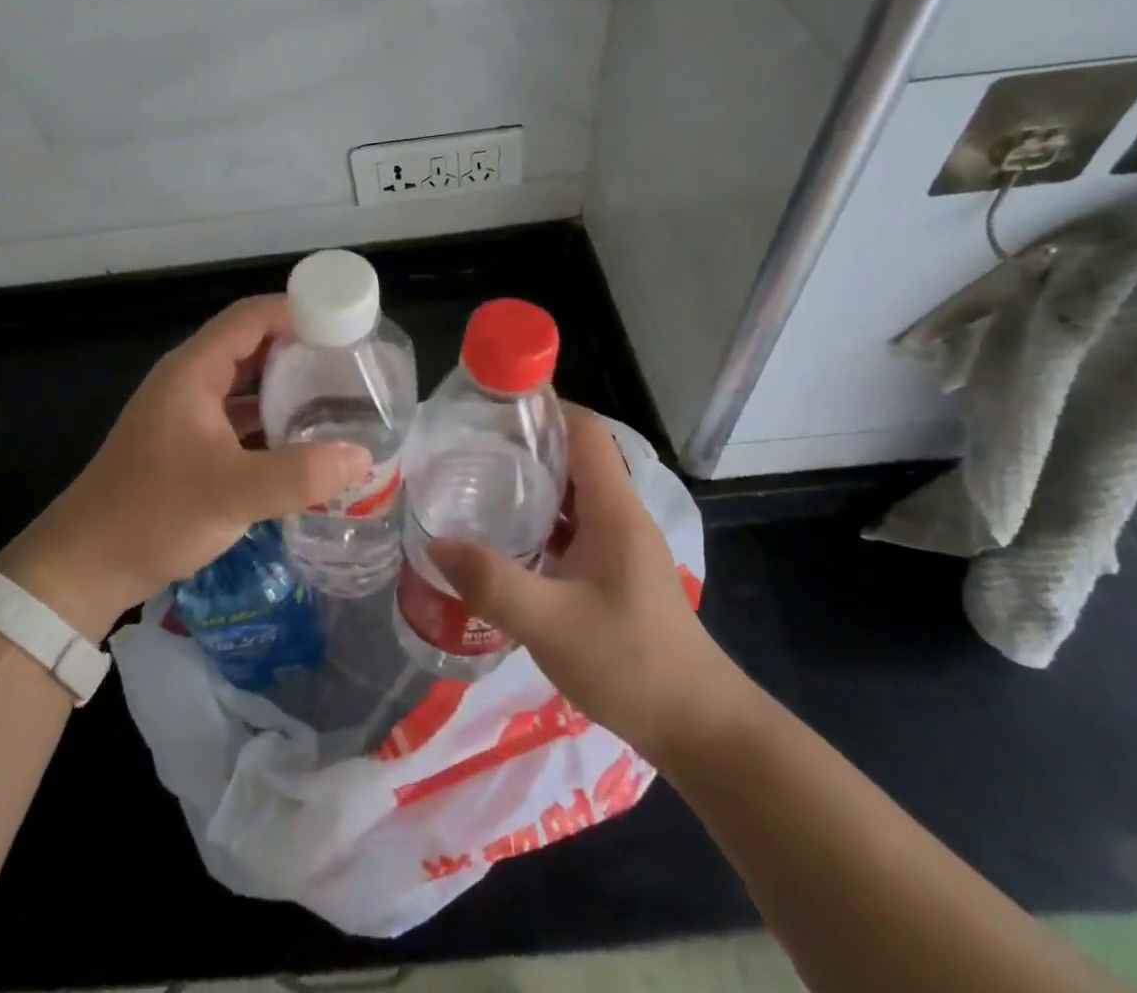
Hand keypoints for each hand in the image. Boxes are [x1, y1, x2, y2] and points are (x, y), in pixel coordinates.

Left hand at [0, 295, 372, 640]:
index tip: (346, 326)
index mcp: (194, 370)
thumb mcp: (232, 493)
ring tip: (337, 396)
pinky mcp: (189, 443)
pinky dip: (270, 417)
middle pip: (252, 344)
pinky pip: (238, 414)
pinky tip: (302, 437)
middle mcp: (190, 381)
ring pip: (246, 381)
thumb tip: (363, 456)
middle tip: (352, 364)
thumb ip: (299, 474)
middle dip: (301, 348)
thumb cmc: (153, 514)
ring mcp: (187, 412)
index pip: (252, 316)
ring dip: (287, 384)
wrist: (85, 566)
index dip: (298, 311)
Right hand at [429, 405, 740, 758]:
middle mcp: (620, 515)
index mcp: (613, 509)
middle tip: (468, 448)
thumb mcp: (552, 625)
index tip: (492, 408)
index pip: (584, 430)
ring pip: (572, 493)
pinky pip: (573, 526)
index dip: (543, 409)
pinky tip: (506, 540)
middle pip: (574, 456)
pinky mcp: (614, 571)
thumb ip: (493, 583)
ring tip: (477, 485)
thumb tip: (436, 543)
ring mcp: (619, 545)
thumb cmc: (631, 663)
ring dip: (531, 483)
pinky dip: (540, 520)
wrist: (699, 728)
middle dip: (524, 445)